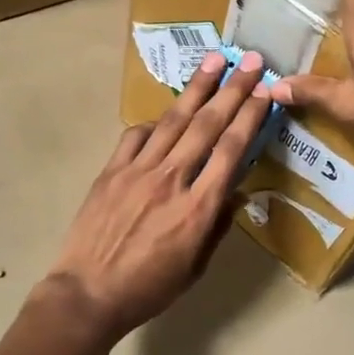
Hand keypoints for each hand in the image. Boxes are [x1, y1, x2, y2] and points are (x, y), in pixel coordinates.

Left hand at [43, 50, 270, 341]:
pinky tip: (165, 114)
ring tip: (214, 60)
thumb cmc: (148, 289)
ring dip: (197, 88)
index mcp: (198, 208)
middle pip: (207, 125)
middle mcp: (171, 179)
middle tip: (251, 61)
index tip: (265, 93)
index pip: (231, 150)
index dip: (250, 117)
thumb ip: (217, 225)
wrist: (88, 294)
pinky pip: (136, 135)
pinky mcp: (111, 171)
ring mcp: (137, 170)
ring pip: (173, 120)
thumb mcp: (195, 267)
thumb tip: (236, 192)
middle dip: (233, 89)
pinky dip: (154, 122)